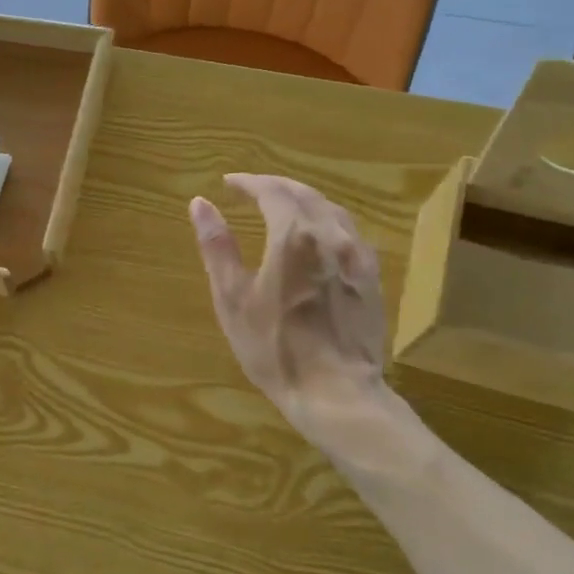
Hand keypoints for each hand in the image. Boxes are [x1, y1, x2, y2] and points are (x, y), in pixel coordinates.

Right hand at [190, 174, 401, 443]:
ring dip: (304, 200)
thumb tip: (200, 204)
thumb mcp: (232, 299)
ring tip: (283, 206)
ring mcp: (358, 256)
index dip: (249, 183)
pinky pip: (349, 234)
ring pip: (332, 210)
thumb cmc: (274, 347)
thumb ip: (218, 247)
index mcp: (294, 236)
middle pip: (305, 194)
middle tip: (253, 189)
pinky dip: (327, 222)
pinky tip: (319, 237)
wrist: (335, 391)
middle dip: (276, 186)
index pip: (272, 191)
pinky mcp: (372, 277)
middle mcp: (331, 235)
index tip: (229, 183)